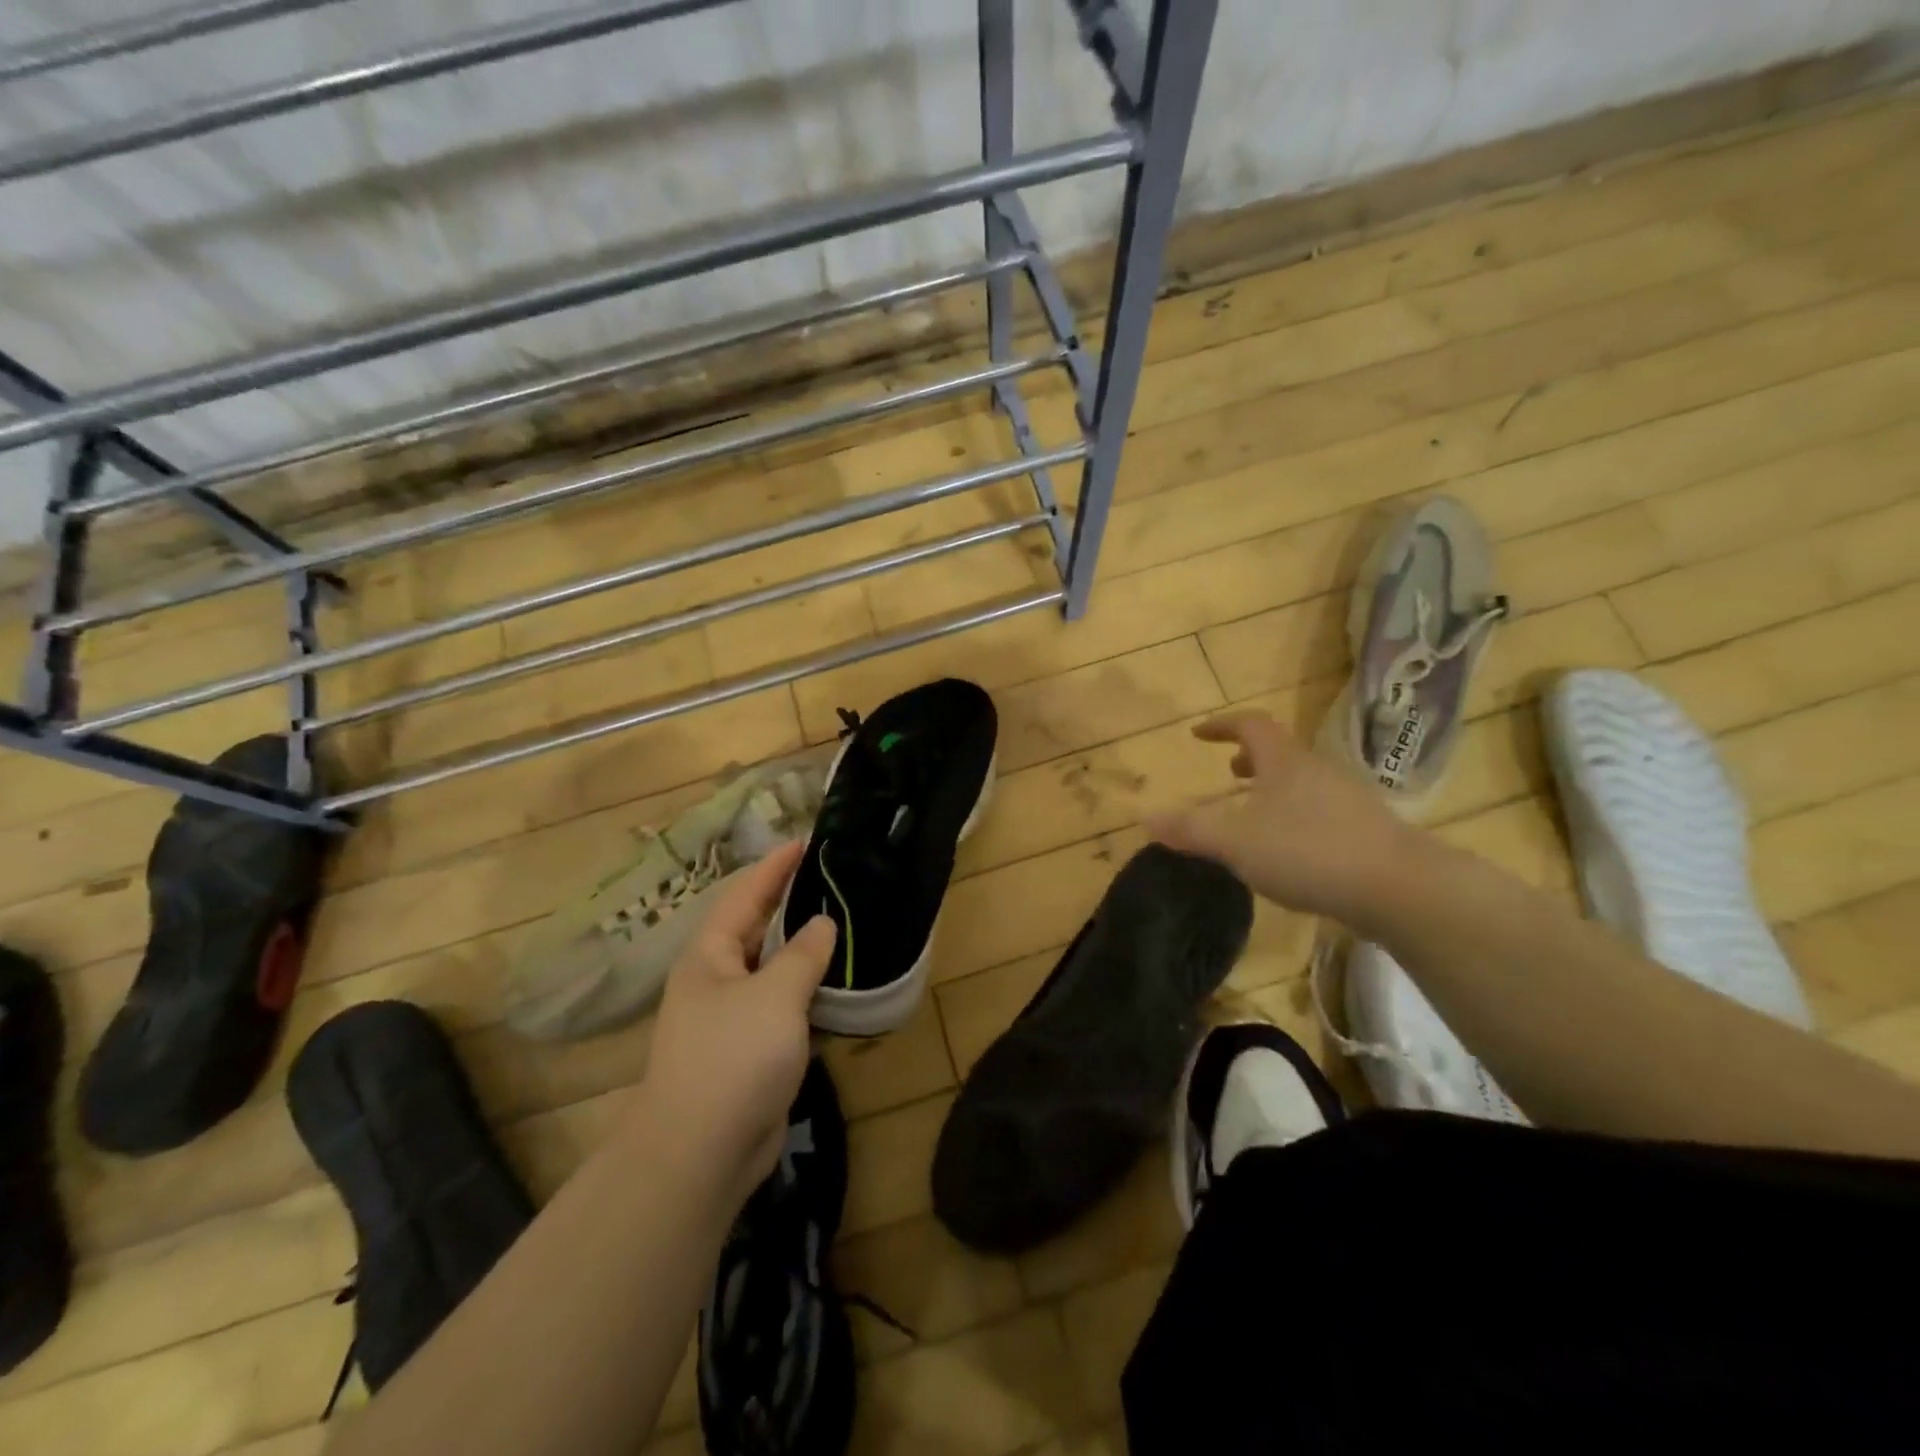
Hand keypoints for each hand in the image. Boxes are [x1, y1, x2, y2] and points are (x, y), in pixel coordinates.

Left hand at [632, 840, 836, 1207]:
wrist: (699, 1154)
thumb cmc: (733, 1058)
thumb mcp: (775, 996)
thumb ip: (803, 955)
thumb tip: (823, 924)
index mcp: (710, 955)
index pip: (745, 895)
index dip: (774, 867)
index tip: (806, 842)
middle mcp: (716, 978)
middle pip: (756, 928)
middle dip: (790, 903)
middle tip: (833, 879)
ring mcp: (731, 1017)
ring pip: (772, 970)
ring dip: (803, 950)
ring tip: (844, 924)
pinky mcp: (750, 1051)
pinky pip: (783, 1007)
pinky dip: (808, 992)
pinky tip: (837, 985)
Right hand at [1146, 711, 1420, 931]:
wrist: (1398, 887)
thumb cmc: (1307, 851)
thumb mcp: (1235, 842)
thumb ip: (1190, 830)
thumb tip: (1147, 818)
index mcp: (1284, 761)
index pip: (1251, 724)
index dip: (1222, 725)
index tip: (1198, 733)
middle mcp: (1318, 770)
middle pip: (1280, 752)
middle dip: (1250, 759)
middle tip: (1228, 774)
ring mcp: (1349, 798)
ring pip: (1302, 782)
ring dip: (1274, 789)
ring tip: (1255, 815)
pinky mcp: (1368, 830)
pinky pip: (1321, 810)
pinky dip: (1296, 816)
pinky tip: (1291, 852)